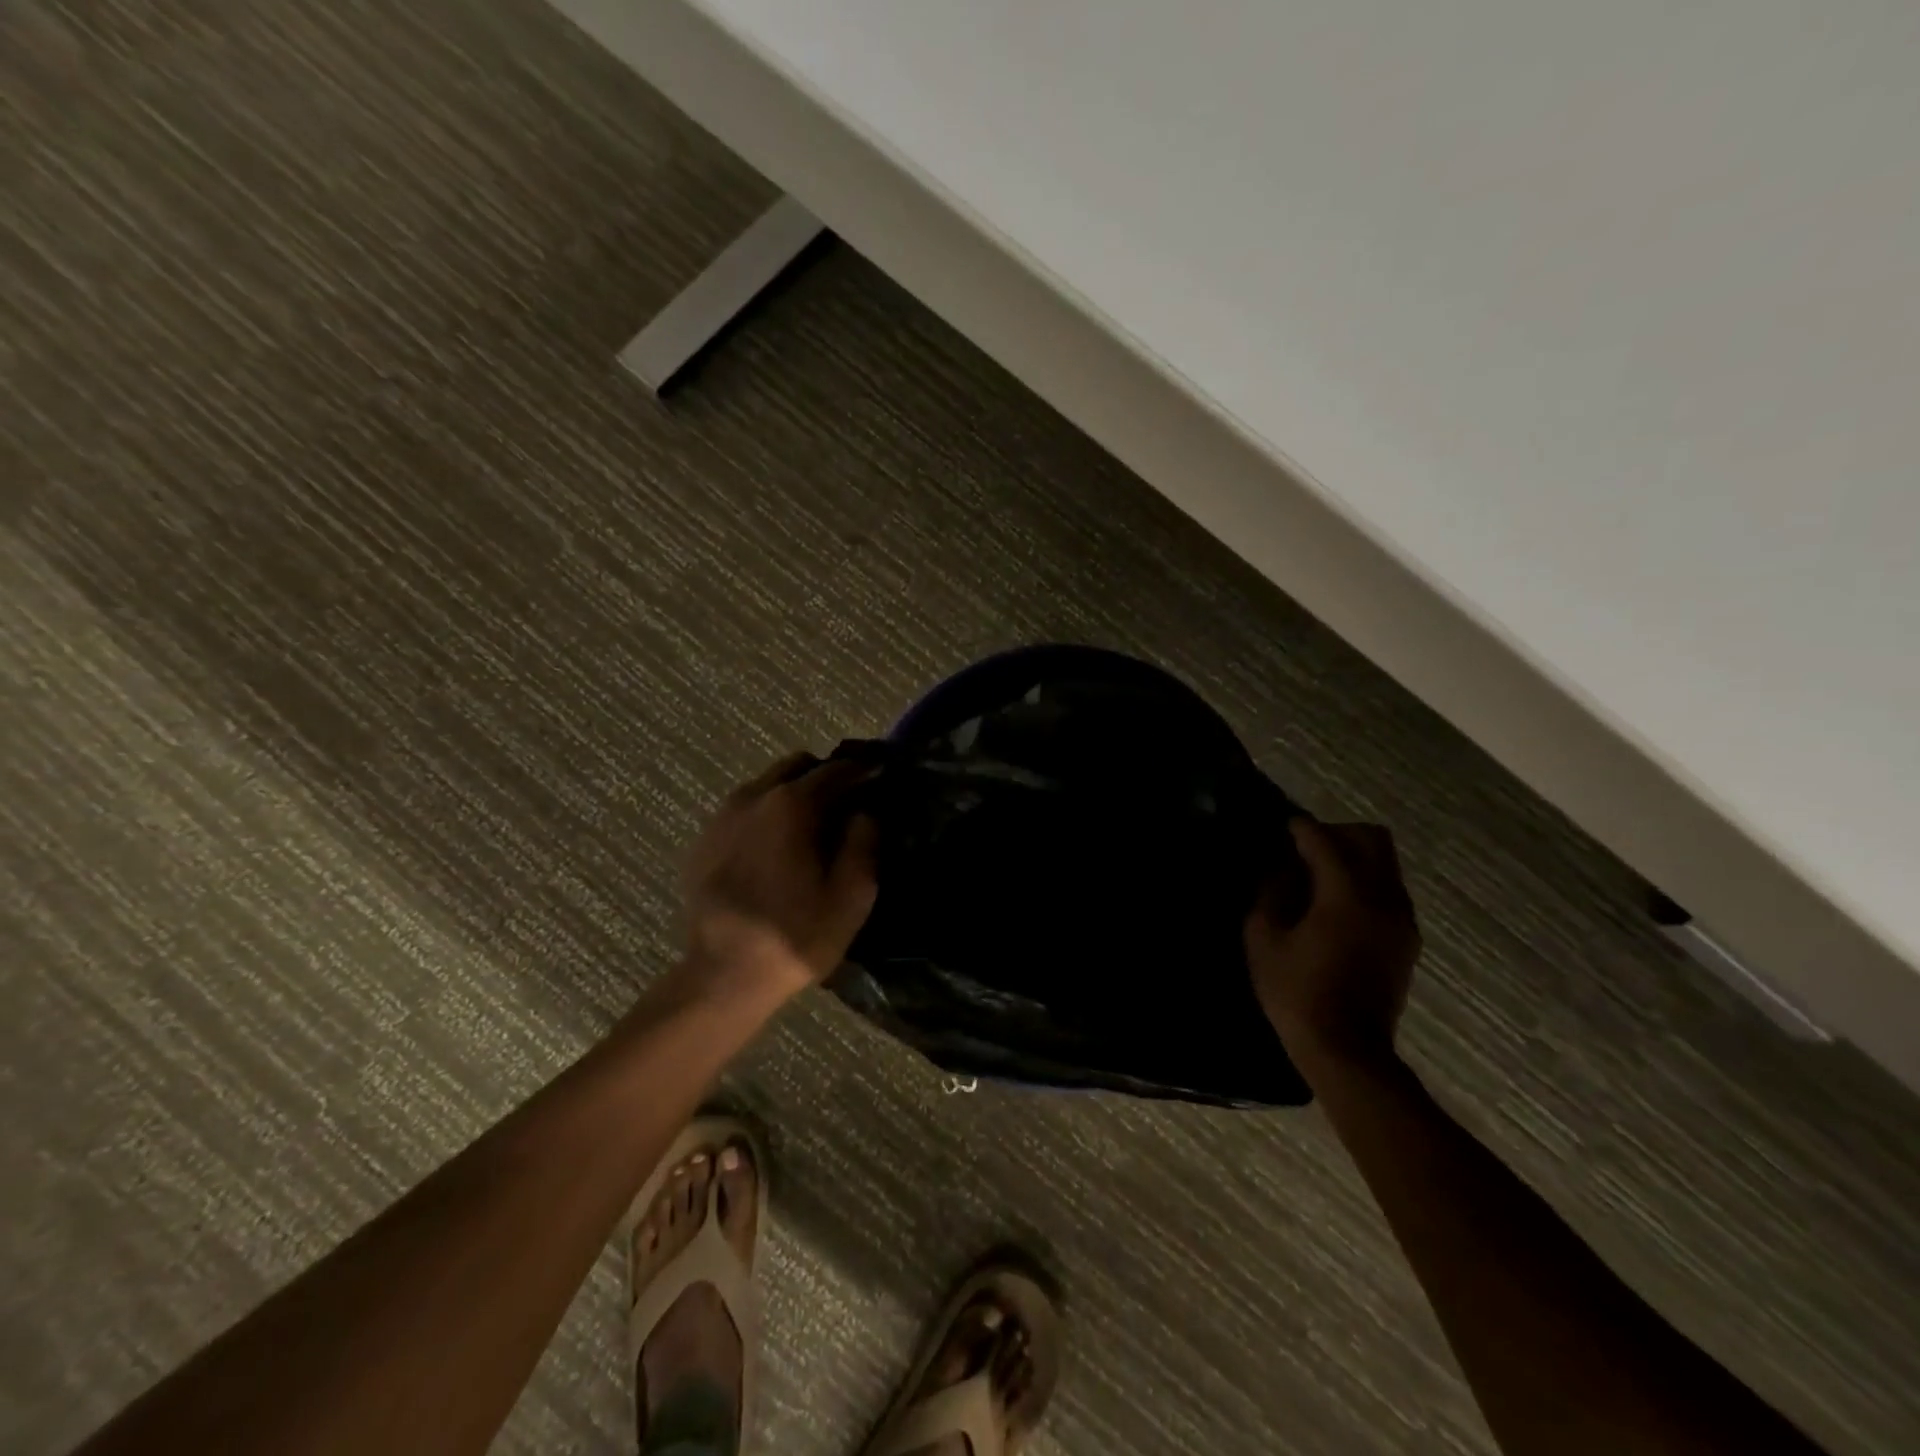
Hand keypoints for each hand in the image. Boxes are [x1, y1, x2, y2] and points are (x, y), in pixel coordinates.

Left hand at [682, 751, 880, 997]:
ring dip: (793, 795)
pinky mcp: (704, 840)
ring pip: (767, 785)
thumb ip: (865, 842)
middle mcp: (753, 797)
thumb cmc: (796, 935)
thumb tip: (866, 812)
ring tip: (811, 828)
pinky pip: (744, 811)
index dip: (864, 771)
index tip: (881, 777)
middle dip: (826, 776)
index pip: (837, 769)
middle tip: (847, 803)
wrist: (723, 975)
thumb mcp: (852, 895)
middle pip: (798, 766)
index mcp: (792, 804)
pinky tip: (775, 850)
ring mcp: (723, 816)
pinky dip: (765, 816)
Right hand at [1246, 818, 1420, 1082]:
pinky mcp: (1407, 938)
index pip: (1325, 841)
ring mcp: (1402, 919)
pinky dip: (1364, 880)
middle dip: (1336, 833)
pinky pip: (1389, 888)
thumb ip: (1271, 892)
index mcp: (1346, 895)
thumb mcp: (1263, 938)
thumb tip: (1282, 869)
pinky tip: (1334, 902)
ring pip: (1386, 862)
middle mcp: (1383, 898)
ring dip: (1353, 856)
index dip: (1301, 829)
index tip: (1283, 825)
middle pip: (1371, 838)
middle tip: (1304, 848)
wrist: (1347, 1050)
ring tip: (1318, 874)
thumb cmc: (1296, 992)